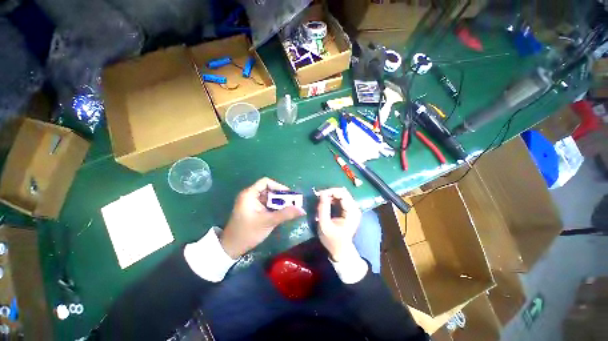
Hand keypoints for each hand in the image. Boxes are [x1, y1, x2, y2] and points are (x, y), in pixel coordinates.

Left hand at [221, 178, 305, 258]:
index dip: (278, 186)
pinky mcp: (252, 210)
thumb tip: (302, 210)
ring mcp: (251, 203)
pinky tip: (280, 213)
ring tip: (289, 208)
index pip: (266, 182)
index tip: (288, 195)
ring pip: (268, 197)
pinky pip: (266, 204)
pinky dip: (274, 207)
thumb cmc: (248, 232)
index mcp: (249, 194)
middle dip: (280, 196)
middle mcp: (249, 196)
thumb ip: (285, 214)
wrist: (231, 248)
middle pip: (268, 189)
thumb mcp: (268, 222)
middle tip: (291, 203)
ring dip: (278, 202)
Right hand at [316, 187, 361, 261]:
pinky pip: (341, 199)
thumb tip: (322, 193)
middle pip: (343, 192)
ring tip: (321, 199)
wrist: (340, 250)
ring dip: (331, 195)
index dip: (331, 191)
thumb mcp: (324, 225)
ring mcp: (353, 209)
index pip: (343, 194)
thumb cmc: (332, 240)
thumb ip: (323, 209)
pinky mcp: (349, 210)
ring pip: (342, 194)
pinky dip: (332, 198)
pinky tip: (326, 202)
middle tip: (319, 196)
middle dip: (330, 192)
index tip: (319, 194)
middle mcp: (355, 208)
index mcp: (351, 212)